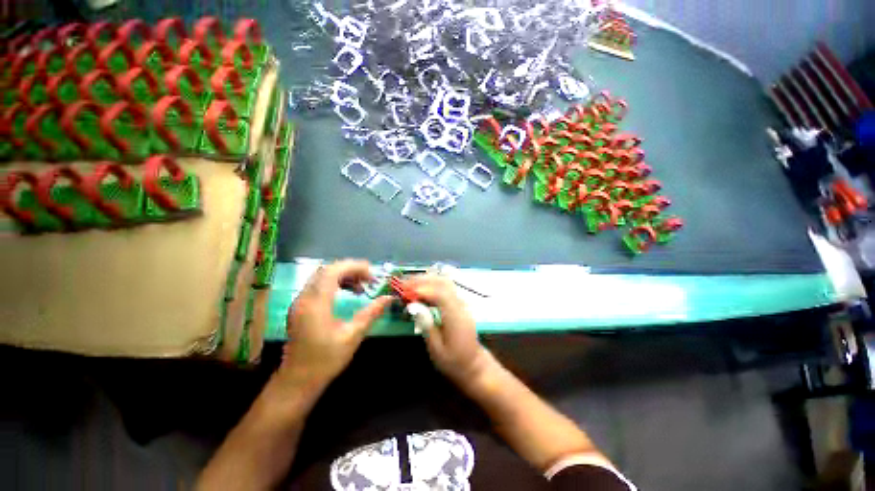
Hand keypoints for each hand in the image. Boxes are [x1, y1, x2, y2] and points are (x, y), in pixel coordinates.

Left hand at [279, 260, 391, 390]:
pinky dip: (336, 283)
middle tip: (370, 279)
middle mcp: (305, 298)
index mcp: (316, 304)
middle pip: (327, 270)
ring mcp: (300, 302)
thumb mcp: (353, 335)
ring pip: (322, 276)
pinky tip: (349, 293)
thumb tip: (389, 298)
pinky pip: (319, 285)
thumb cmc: (326, 360)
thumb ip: (371, 312)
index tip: (373, 273)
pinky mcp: (301, 307)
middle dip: (351, 269)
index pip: (333, 271)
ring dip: (344, 276)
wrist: (297, 381)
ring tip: (362, 286)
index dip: (354, 266)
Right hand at [404, 275, 492, 385]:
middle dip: (422, 280)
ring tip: (409, 284)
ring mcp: (462, 302)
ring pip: (445, 282)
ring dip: (426, 279)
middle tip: (403, 284)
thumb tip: (414, 306)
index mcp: (456, 317)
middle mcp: (461, 305)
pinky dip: (432, 283)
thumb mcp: (436, 349)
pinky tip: (421, 287)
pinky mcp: (459, 302)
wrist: (473, 363)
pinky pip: (446, 287)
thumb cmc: (453, 360)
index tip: (405, 290)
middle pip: (443, 283)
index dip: (422, 289)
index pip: (441, 295)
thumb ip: (427, 326)